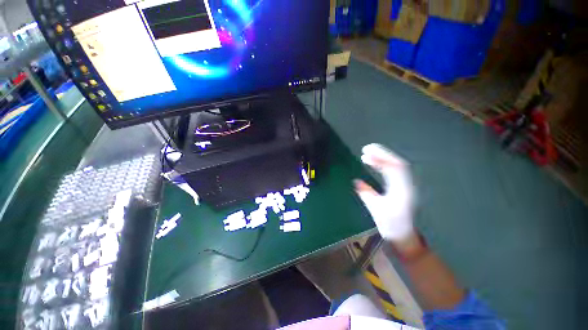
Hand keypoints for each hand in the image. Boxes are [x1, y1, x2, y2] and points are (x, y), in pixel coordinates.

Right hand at [354, 144, 414, 241]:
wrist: (404, 236)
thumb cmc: (390, 226)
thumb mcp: (376, 210)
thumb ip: (366, 194)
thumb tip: (356, 181)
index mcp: (401, 191)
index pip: (394, 169)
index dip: (381, 158)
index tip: (366, 154)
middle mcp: (405, 185)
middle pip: (397, 164)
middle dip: (382, 154)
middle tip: (366, 149)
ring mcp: (404, 186)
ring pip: (396, 166)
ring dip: (382, 158)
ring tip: (367, 154)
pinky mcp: (401, 187)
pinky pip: (393, 171)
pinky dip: (383, 165)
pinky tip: (374, 164)